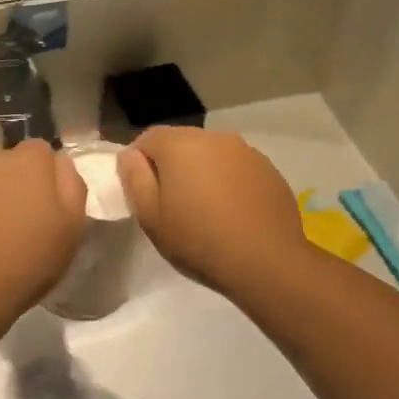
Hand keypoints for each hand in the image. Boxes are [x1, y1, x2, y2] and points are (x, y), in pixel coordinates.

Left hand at [0, 140, 86, 318]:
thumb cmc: (27, 262)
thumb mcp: (72, 229)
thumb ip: (71, 186)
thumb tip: (60, 163)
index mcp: (28, 162)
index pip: (40, 151)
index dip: (43, 176)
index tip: (43, 205)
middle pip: (5, 164)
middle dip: (10, 185)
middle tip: (14, 224)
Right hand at [118, 128, 308, 298]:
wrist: (267, 262)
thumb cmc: (198, 240)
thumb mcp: (150, 216)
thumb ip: (134, 178)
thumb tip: (130, 155)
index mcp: (180, 144)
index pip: (147, 139)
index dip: (138, 163)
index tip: (141, 192)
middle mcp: (214, 137)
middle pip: (181, 143)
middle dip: (171, 166)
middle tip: (170, 204)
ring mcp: (246, 151)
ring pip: (211, 155)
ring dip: (201, 173)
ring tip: (203, 210)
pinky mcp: (268, 169)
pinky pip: (236, 168)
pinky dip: (228, 182)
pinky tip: (231, 213)